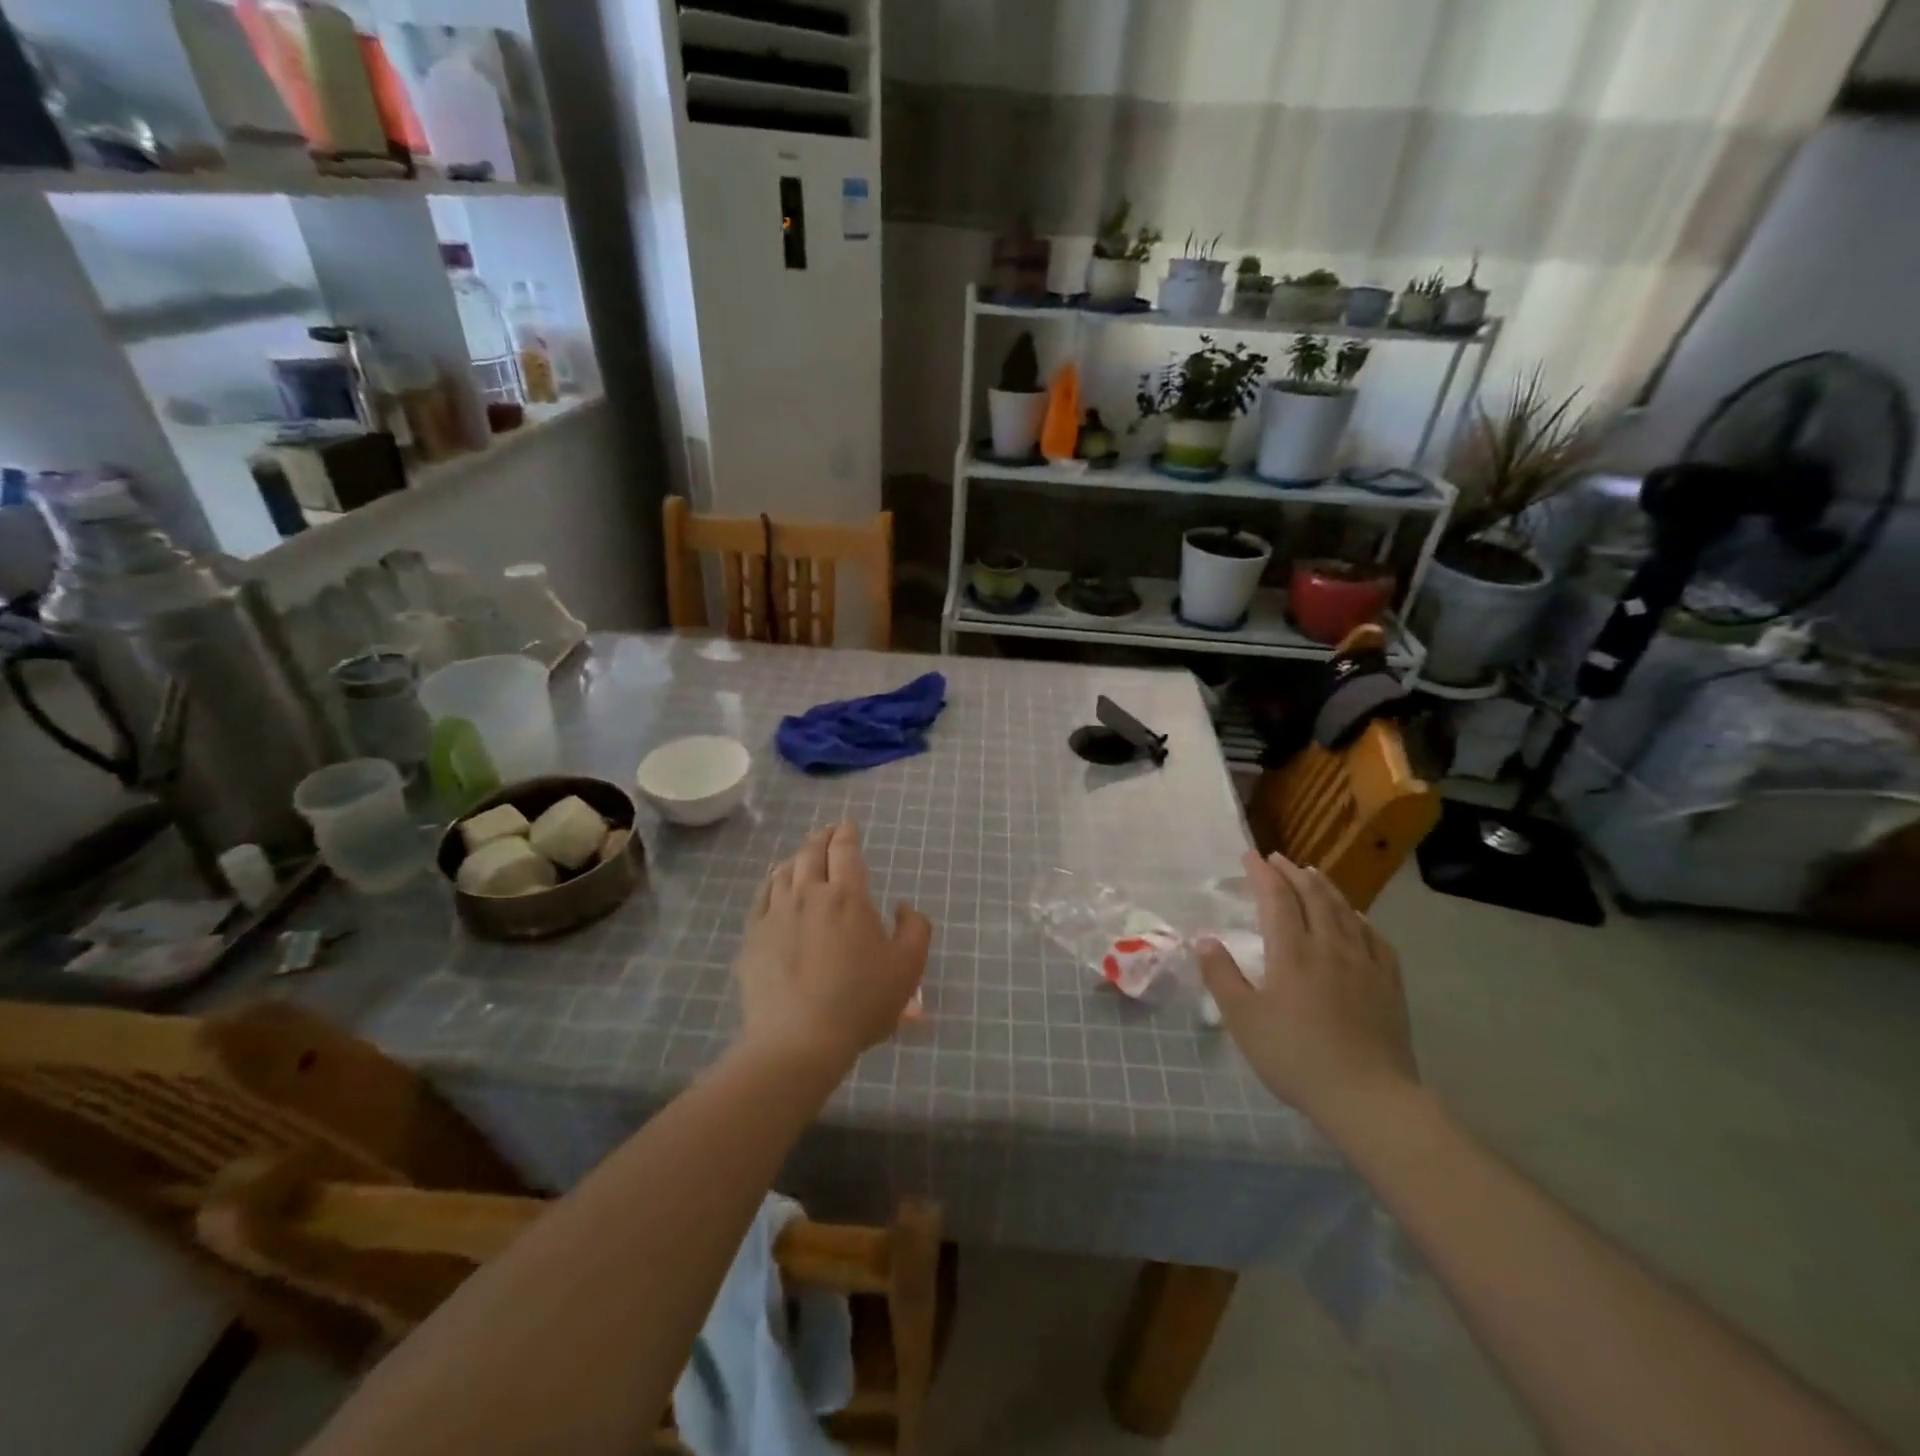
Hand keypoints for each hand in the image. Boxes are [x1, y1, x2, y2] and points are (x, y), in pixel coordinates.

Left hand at [734, 820, 931, 1072]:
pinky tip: (775, 884)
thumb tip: (904, 906)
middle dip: (822, 837)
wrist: (798, 1039)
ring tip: (802, 855)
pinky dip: (771, 881)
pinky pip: (761, 896)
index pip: (846, 851)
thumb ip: (915, 929)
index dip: (847, 833)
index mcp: (848, 896)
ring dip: (797, 856)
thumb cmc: (861, 1001)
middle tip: (827, 831)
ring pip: (784, 871)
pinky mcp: (753, 936)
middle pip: (812, 852)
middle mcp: (810, 894)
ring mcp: (776, 913)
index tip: (848, 824)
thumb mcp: (908, 968)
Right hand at [1198, 851, 1418, 1130]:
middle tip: (1278, 859)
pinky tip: (1356, 918)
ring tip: (1313, 874)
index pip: (1275, 897)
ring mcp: (1364, 963)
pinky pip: (1375, 938)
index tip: (1249, 856)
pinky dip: (1360, 918)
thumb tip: (1205, 940)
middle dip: (1292, 872)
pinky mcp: (1389, 984)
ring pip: (1344, 911)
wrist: (1368, 1098)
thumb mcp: (1243, 1020)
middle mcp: (1329, 946)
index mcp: (1291, 951)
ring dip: (1325, 887)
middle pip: (1312, 895)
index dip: (1262, 873)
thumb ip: (1222, 976)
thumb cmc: (1296, 1057)